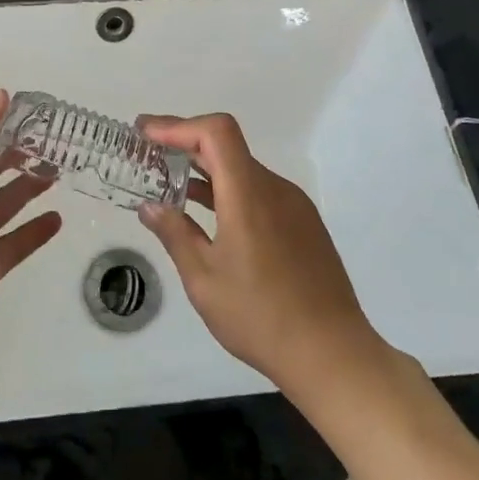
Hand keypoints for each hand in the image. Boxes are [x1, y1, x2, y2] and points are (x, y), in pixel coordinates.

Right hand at [137, 113, 379, 396]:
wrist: (333, 354)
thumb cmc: (261, 317)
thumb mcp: (204, 280)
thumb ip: (175, 235)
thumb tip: (150, 207)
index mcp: (248, 194)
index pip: (215, 132)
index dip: (177, 125)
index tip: (145, 134)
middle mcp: (274, 188)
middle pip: (226, 145)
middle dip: (184, 143)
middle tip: (147, 153)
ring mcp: (293, 205)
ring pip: (243, 169)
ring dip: (205, 169)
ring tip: (170, 184)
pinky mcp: (304, 224)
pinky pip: (259, 191)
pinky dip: (228, 189)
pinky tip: (209, 214)